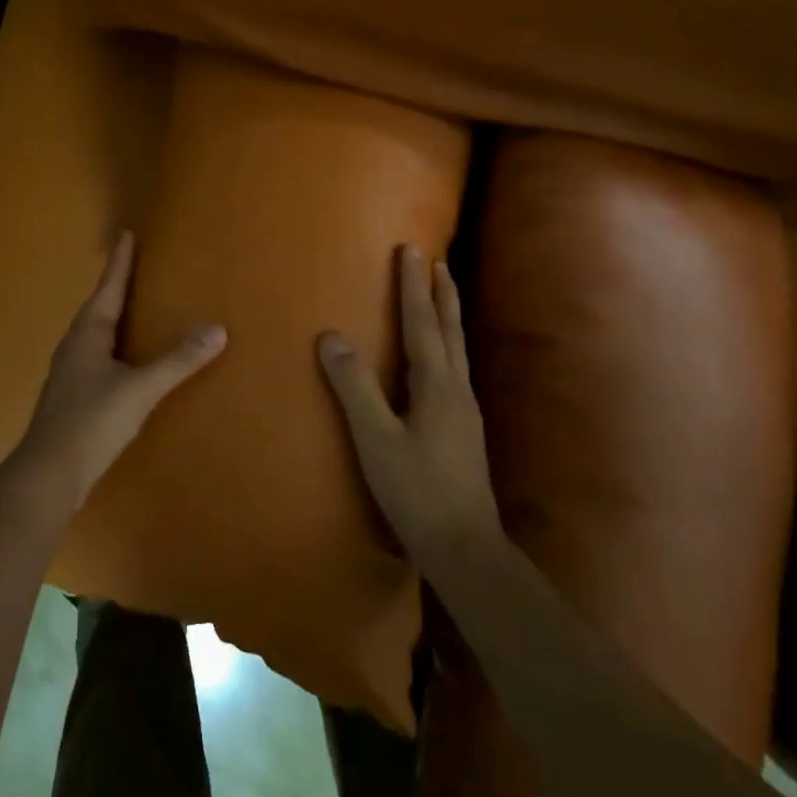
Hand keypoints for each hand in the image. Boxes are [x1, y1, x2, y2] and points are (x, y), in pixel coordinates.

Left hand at [3, 232, 226, 512]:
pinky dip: (110, 346)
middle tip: (132, 267)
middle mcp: (74, 345)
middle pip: (96, 307)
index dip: (120, 262)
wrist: (48, 472)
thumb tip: (218, 330)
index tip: (126, 235)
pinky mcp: (70, 396)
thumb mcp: (140, 389)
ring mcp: (68, 372)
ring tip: (129, 308)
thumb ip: (178, 361)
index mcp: (88, 334)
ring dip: (110, 316)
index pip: (108, 288)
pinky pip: (93, 356)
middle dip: (114, 286)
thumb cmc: (92, 422)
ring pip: (92, 333)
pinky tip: (120, 361)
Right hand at [318, 245, 500, 568]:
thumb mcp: (376, 438)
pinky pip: (455, 369)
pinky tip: (441, 359)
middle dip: (440, 293)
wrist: (464, 547)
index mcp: (436, 385)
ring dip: (447, 316)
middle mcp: (457, 389)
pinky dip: (447, 344)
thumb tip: (332, 336)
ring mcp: (465, 410)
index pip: (421, 323)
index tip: (411, 250)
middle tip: (435, 261)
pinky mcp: (464, 429)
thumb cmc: (416, 490)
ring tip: (441, 295)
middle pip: (449, 330)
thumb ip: (354, 386)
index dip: (412, 286)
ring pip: (457, 349)